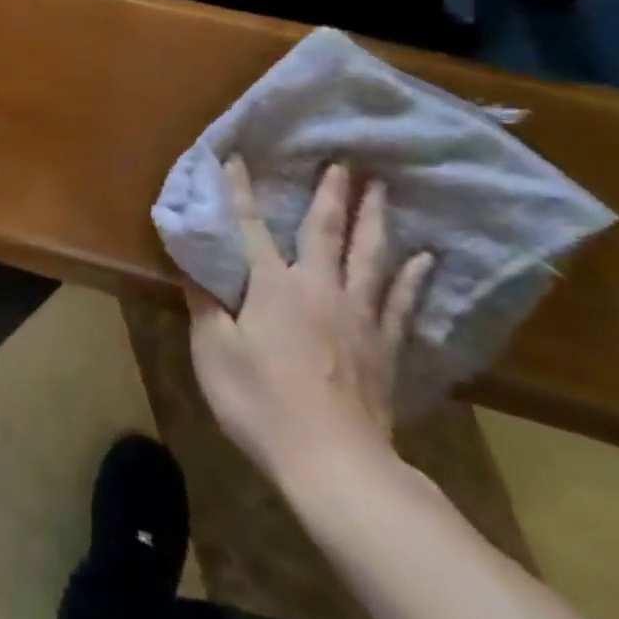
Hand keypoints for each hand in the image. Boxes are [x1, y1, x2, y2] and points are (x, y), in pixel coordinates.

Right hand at [186, 158, 434, 491]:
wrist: (333, 461)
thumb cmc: (260, 400)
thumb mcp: (213, 351)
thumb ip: (205, 304)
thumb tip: (192, 266)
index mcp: (273, 285)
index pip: (252, 227)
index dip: (241, 192)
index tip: (236, 157)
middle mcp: (319, 288)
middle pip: (327, 231)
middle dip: (331, 193)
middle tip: (343, 160)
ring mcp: (359, 316)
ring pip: (371, 256)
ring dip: (376, 220)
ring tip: (383, 190)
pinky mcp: (384, 346)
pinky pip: (402, 301)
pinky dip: (414, 277)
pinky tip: (426, 259)